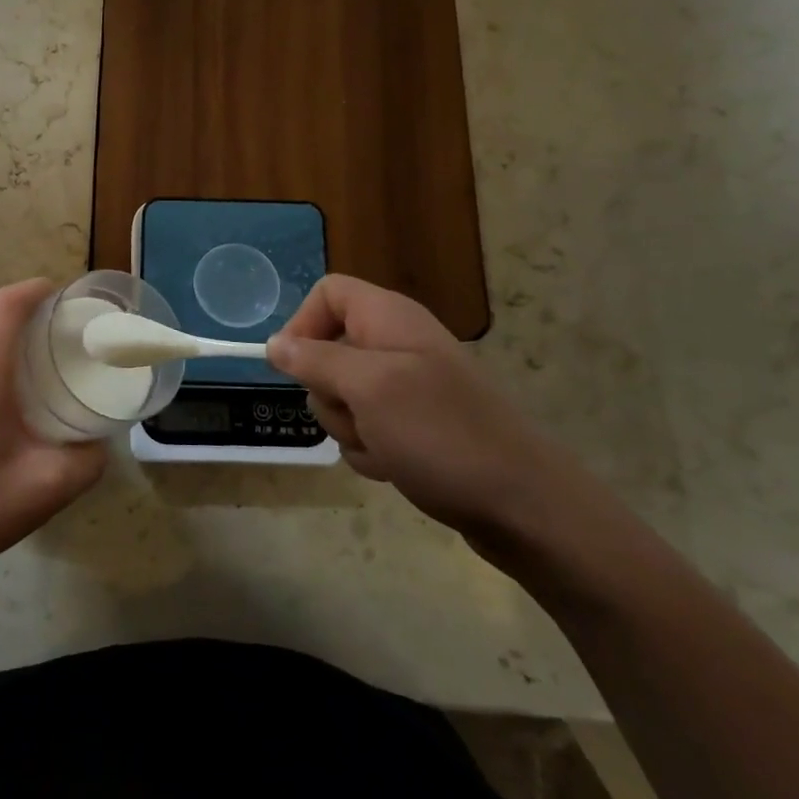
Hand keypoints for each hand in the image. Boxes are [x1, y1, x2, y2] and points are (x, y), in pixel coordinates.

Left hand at [0, 279, 106, 585]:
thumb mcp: (46, 488)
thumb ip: (87, 460)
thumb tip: (102, 441)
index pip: (7, 305)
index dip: (37, 289)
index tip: (70, 294)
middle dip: (29, 303)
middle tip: (68, 322)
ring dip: (9, 324)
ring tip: (48, 345)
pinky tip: (18, 381)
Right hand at [266, 275, 578, 542]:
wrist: (524, 505)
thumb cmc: (441, 434)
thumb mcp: (368, 389)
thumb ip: (315, 360)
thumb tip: (275, 343)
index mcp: (388, 317)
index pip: (328, 292)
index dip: (303, 323)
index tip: (293, 367)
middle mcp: (396, 344)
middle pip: (327, 351)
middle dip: (329, 392)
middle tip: (359, 414)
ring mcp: (407, 387)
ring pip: (342, 397)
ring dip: (350, 428)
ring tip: (386, 447)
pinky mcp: (414, 425)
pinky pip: (366, 429)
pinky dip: (372, 450)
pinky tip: (397, 466)